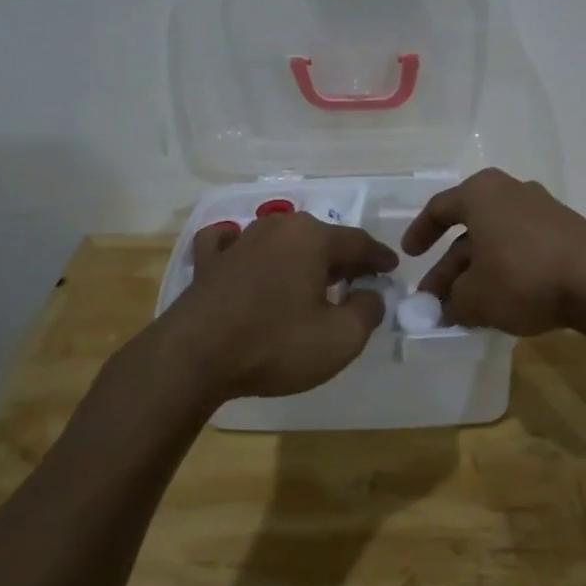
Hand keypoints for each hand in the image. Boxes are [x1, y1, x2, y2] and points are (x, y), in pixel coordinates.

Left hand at [160, 213, 398, 403]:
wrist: (193, 358)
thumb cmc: (275, 344)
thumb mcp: (341, 338)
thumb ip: (368, 310)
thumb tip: (371, 294)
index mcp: (313, 238)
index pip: (359, 243)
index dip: (379, 258)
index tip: (392, 269)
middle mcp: (277, 228)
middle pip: (321, 238)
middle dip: (343, 257)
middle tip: (358, 278)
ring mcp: (239, 241)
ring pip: (281, 239)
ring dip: (300, 255)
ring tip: (312, 275)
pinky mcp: (208, 262)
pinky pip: (232, 243)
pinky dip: (245, 248)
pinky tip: (244, 253)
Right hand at [400, 168, 585, 334]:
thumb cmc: (523, 276)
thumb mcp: (475, 297)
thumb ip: (452, 302)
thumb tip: (447, 308)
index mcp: (482, 193)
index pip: (440, 208)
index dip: (420, 232)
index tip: (409, 255)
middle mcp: (511, 192)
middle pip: (469, 230)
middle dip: (449, 267)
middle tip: (435, 300)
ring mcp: (543, 210)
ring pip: (497, 242)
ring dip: (477, 273)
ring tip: (465, 309)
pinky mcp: (566, 232)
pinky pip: (523, 249)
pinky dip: (506, 272)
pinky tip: (501, 303)